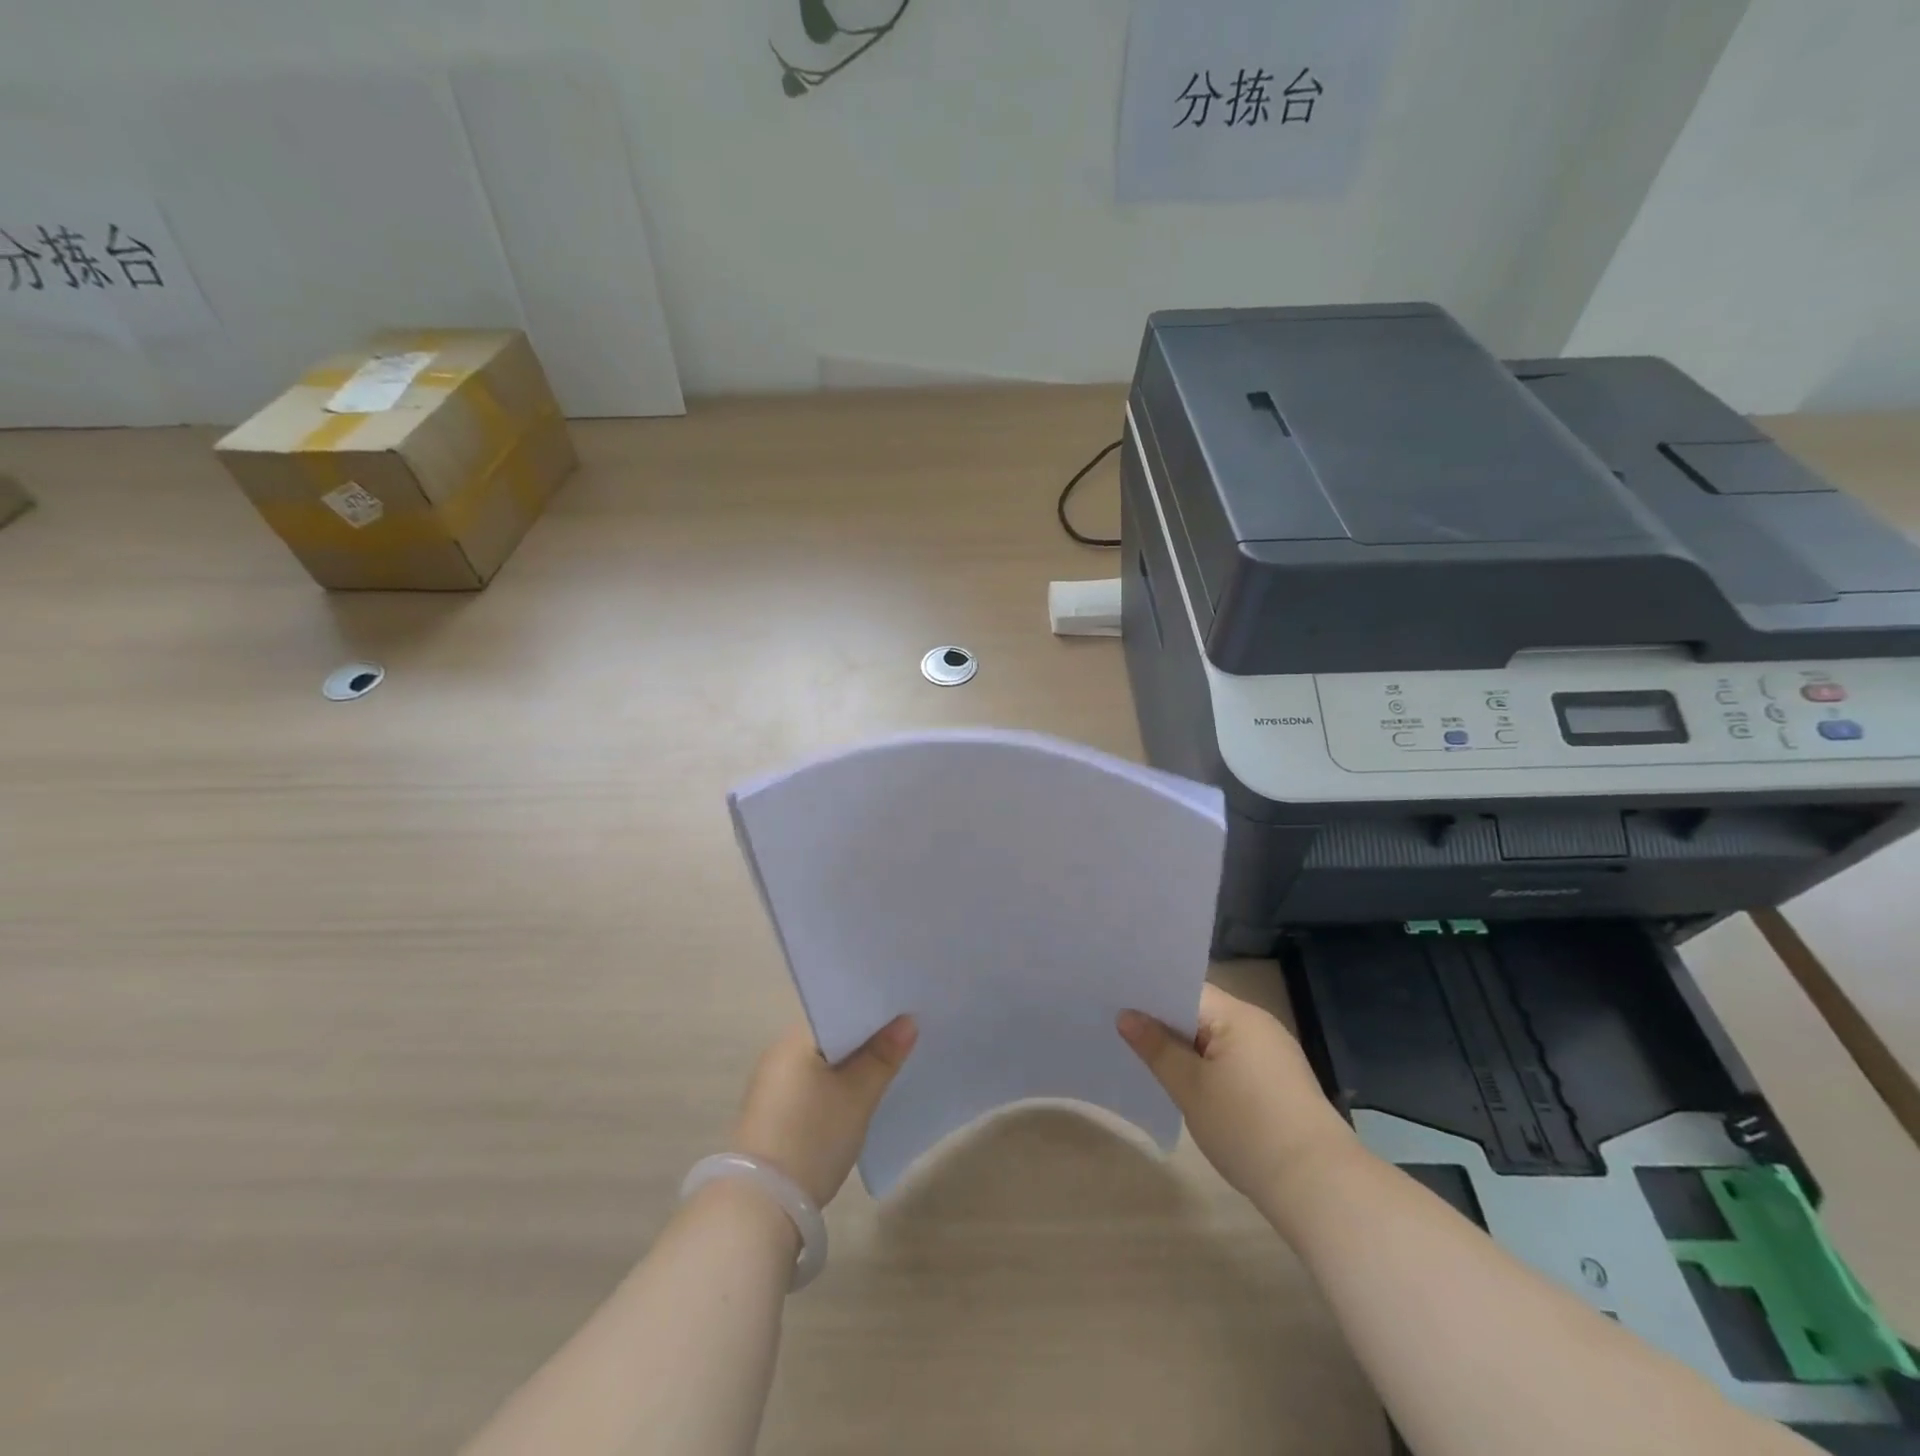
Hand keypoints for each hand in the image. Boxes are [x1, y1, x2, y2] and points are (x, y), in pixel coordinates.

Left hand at [730, 1017, 916, 1206]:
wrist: (761, 1206)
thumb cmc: (812, 1137)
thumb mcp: (857, 1096)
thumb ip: (883, 1056)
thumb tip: (908, 1021)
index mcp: (795, 1038)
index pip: (840, 1008)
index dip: (874, 1011)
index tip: (906, 1012)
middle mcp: (779, 1052)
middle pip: (833, 1035)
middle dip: (867, 1038)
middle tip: (906, 1037)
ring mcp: (773, 1083)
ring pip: (824, 1061)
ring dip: (852, 1064)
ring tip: (889, 1064)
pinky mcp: (773, 1112)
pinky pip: (813, 1083)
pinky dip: (836, 1084)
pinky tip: (859, 1095)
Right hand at [1118, 985, 1353, 1207]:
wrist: (1319, 1187)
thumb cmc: (1247, 1128)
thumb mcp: (1190, 1087)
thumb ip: (1156, 1048)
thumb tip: (1127, 1016)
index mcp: (1238, 1015)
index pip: (1185, 989)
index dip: (1151, 997)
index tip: (1116, 1006)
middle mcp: (1259, 1025)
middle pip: (1201, 1012)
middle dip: (1166, 1025)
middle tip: (1122, 1034)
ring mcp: (1274, 1054)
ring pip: (1217, 1039)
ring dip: (1188, 1049)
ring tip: (1149, 1061)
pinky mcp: (1281, 1082)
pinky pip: (1234, 1060)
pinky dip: (1210, 1068)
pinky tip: (1191, 1089)